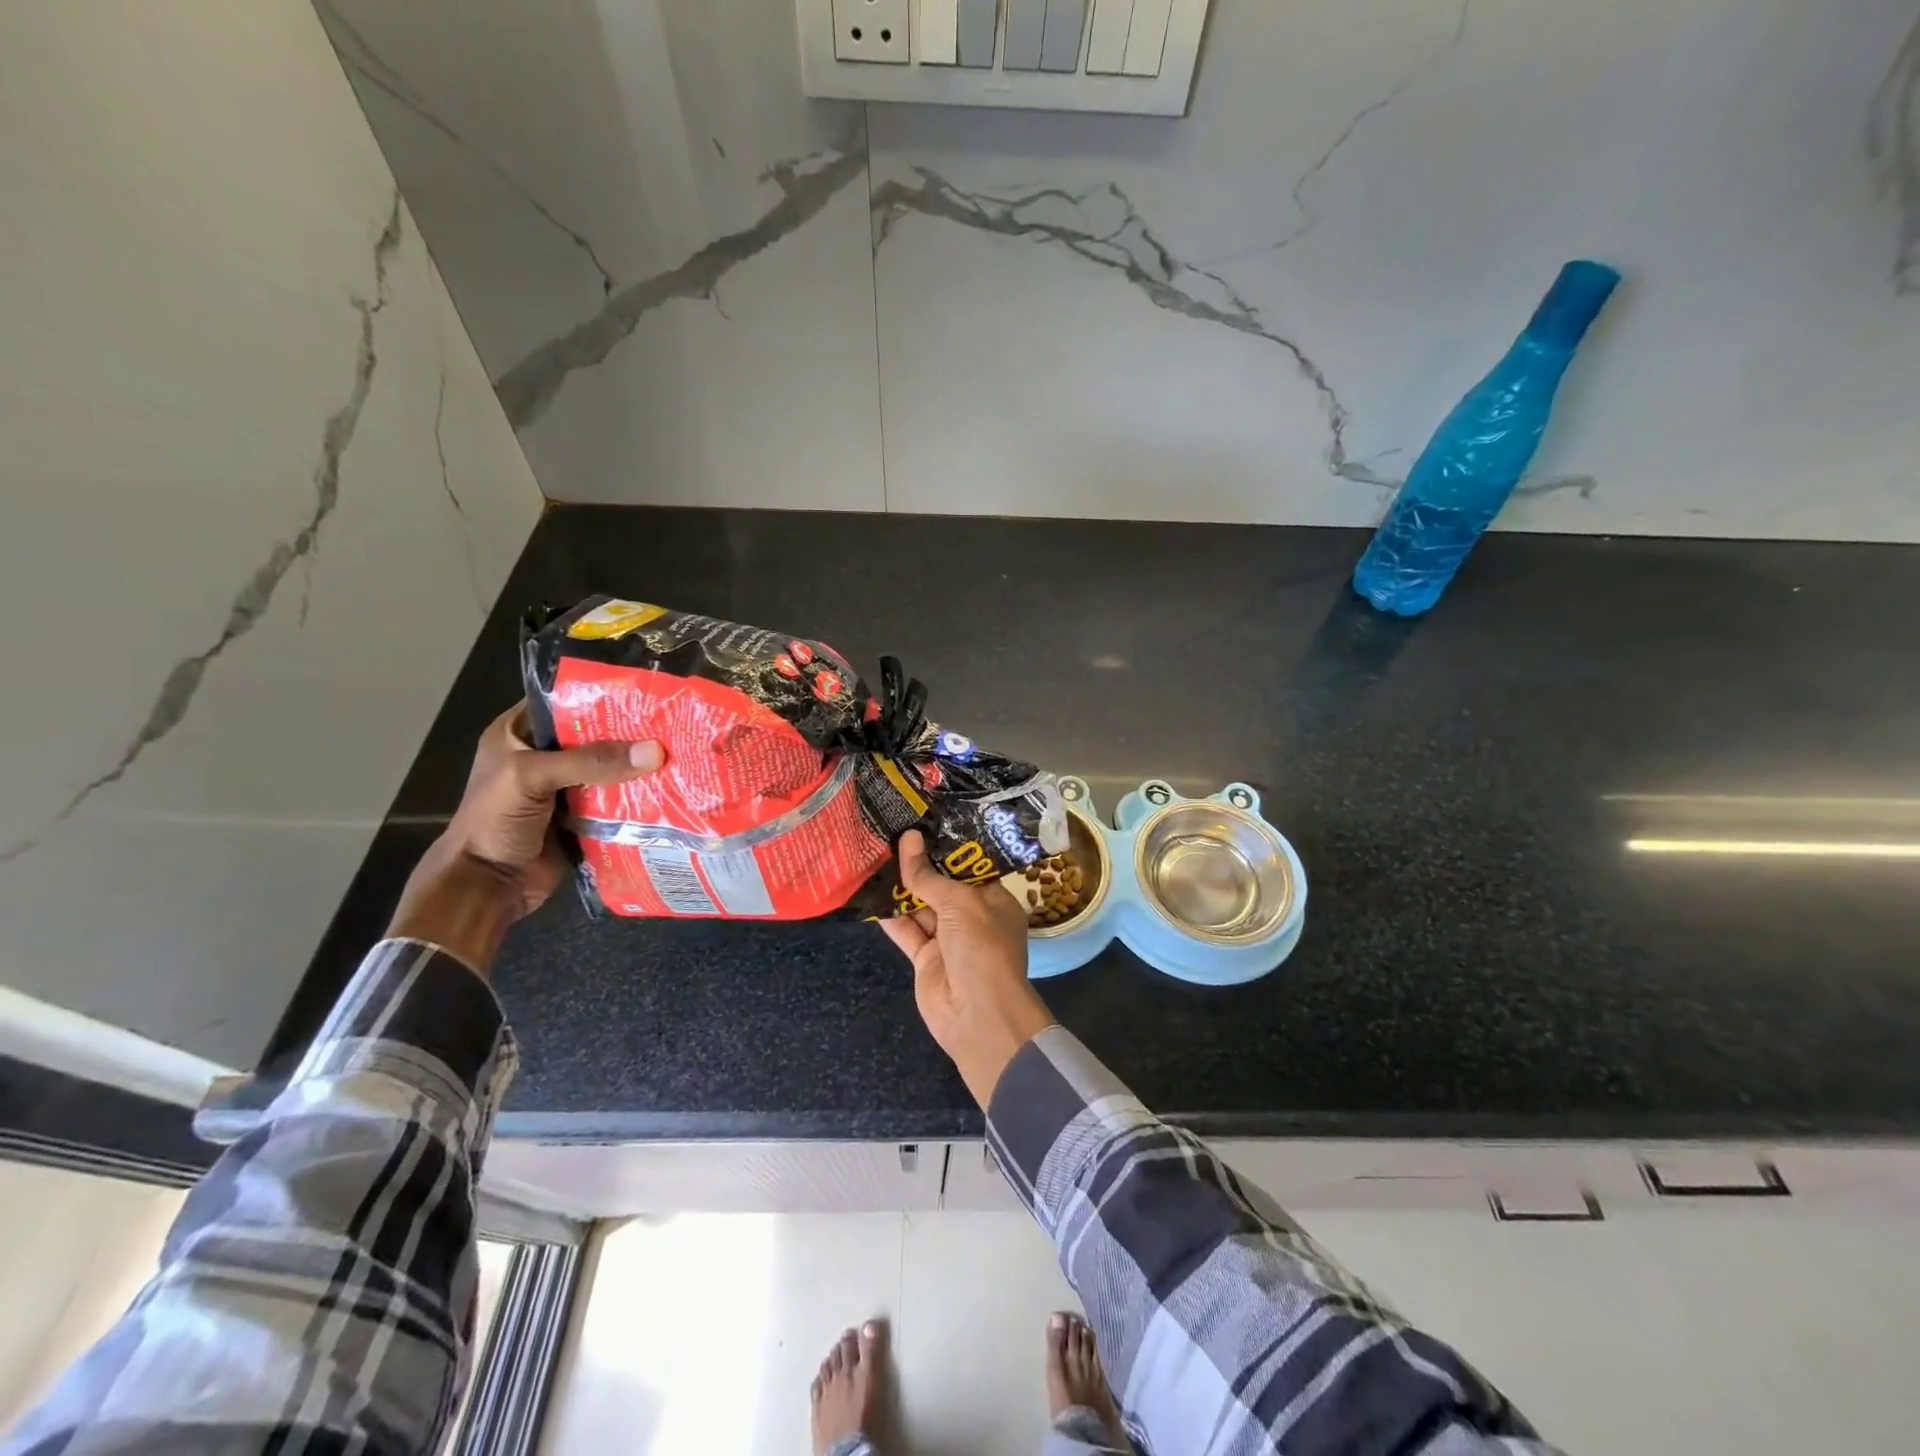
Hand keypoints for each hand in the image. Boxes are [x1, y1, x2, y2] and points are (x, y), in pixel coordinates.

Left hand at [388, 702, 664, 974]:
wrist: (487, 886)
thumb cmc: (493, 821)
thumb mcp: (532, 777)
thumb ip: (591, 762)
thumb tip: (655, 751)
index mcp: (518, 734)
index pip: (565, 703)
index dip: (602, 697)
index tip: (646, 696)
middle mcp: (544, 757)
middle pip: (595, 737)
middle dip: (631, 735)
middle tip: (673, 726)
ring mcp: (566, 789)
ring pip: (610, 770)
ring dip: (639, 768)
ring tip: (681, 754)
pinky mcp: (584, 817)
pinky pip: (617, 801)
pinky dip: (639, 798)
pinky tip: (671, 789)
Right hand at [878, 830, 1054, 1106]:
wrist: (977, 1015)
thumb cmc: (982, 947)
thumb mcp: (959, 903)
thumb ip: (928, 876)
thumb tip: (908, 838)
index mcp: (994, 900)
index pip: (970, 867)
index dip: (947, 847)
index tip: (923, 822)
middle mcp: (972, 917)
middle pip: (942, 885)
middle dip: (919, 864)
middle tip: (891, 831)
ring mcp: (947, 939)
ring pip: (920, 906)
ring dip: (900, 886)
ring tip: (874, 853)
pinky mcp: (925, 958)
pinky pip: (905, 930)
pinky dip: (889, 915)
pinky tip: (869, 891)